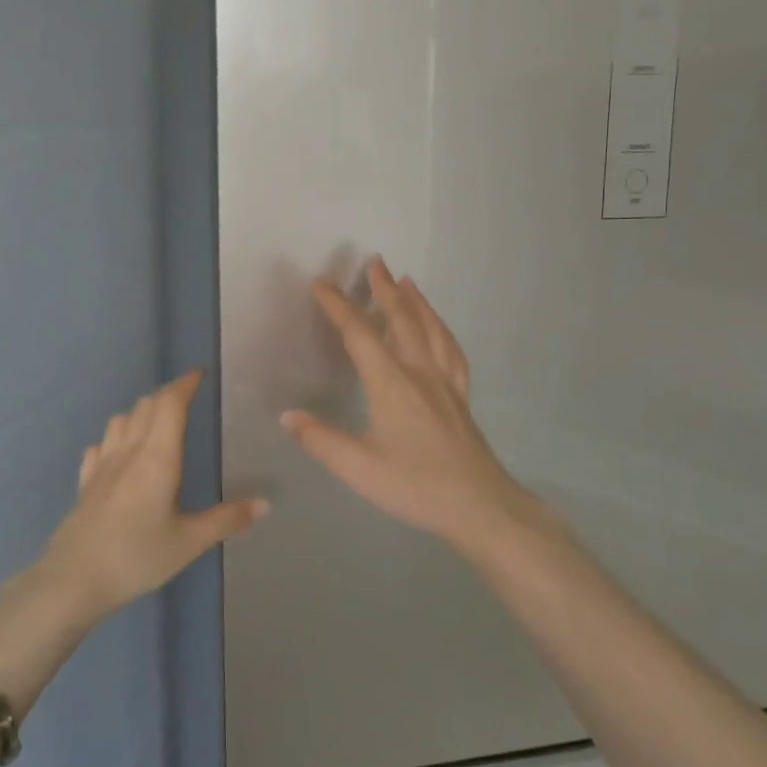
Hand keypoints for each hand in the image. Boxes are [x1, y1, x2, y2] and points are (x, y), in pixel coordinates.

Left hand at [35, 370, 266, 619]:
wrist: (73, 580)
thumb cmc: (137, 557)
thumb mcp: (189, 542)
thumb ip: (227, 520)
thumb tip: (266, 504)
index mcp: (158, 457)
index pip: (171, 404)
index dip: (185, 384)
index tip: (199, 374)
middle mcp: (129, 451)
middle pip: (146, 406)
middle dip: (167, 395)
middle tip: (186, 397)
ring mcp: (102, 465)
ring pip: (120, 420)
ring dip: (140, 412)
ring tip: (156, 421)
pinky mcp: (85, 482)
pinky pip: (100, 446)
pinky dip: (114, 438)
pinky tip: (118, 453)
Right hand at [280, 256, 535, 549]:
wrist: (479, 505)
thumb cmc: (415, 485)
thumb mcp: (358, 468)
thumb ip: (320, 439)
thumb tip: (287, 415)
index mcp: (391, 383)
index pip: (359, 334)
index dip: (338, 306)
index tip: (322, 285)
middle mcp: (419, 372)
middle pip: (401, 319)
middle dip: (385, 288)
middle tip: (375, 261)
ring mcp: (446, 382)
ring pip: (431, 329)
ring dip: (416, 301)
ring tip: (407, 280)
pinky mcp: (461, 397)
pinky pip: (452, 351)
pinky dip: (442, 330)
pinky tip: (440, 329)